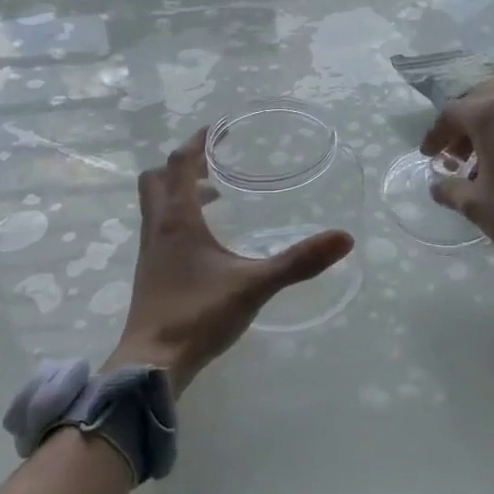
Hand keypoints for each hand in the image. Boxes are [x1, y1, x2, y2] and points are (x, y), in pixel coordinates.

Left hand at [107, 128, 353, 393]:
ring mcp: (150, 252)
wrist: (153, 364)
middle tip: (214, 163)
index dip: (197, 142)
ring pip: (156, 205)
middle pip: (157, 179)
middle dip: (182, 164)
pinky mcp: (150, 273)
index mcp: (177, 219)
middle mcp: (157, 228)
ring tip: (215, 197)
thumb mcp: (255, 285)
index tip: (217, 129)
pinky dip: (178, 218)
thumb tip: (344, 238)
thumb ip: (299, 262)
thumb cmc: (199, 316)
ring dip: (179, 191)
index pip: (180, 164)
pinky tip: (205, 242)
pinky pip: (160, 228)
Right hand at [421, 99, 493, 271]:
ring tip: (477, 171)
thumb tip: (437, 185)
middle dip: (459, 136)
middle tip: (451, 162)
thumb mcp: (475, 204)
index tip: (428, 155)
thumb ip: (449, 190)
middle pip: (477, 113)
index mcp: (491, 117)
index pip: (451, 113)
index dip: (435, 134)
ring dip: (483, 141)